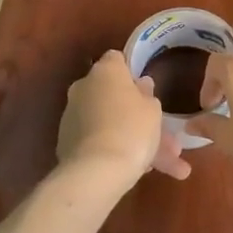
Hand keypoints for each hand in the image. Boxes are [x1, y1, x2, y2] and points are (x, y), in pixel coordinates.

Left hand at [56, 51, 191, 187]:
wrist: (96, 171)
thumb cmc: (132, 129)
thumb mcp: (152, 110)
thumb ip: (147, 94)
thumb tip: (140, 84)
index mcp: (105, 71)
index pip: (116, 60)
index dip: (131, 73)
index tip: (146, 90)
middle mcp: (84, 87)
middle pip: (115, 97)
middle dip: (140, 117)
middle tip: (166, 139)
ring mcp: (73, 115)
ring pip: (111, 124)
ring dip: (134, 141)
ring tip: (165, 169)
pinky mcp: (66, 142)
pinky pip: (98, 141)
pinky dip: (115, 152)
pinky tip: (140, 172)